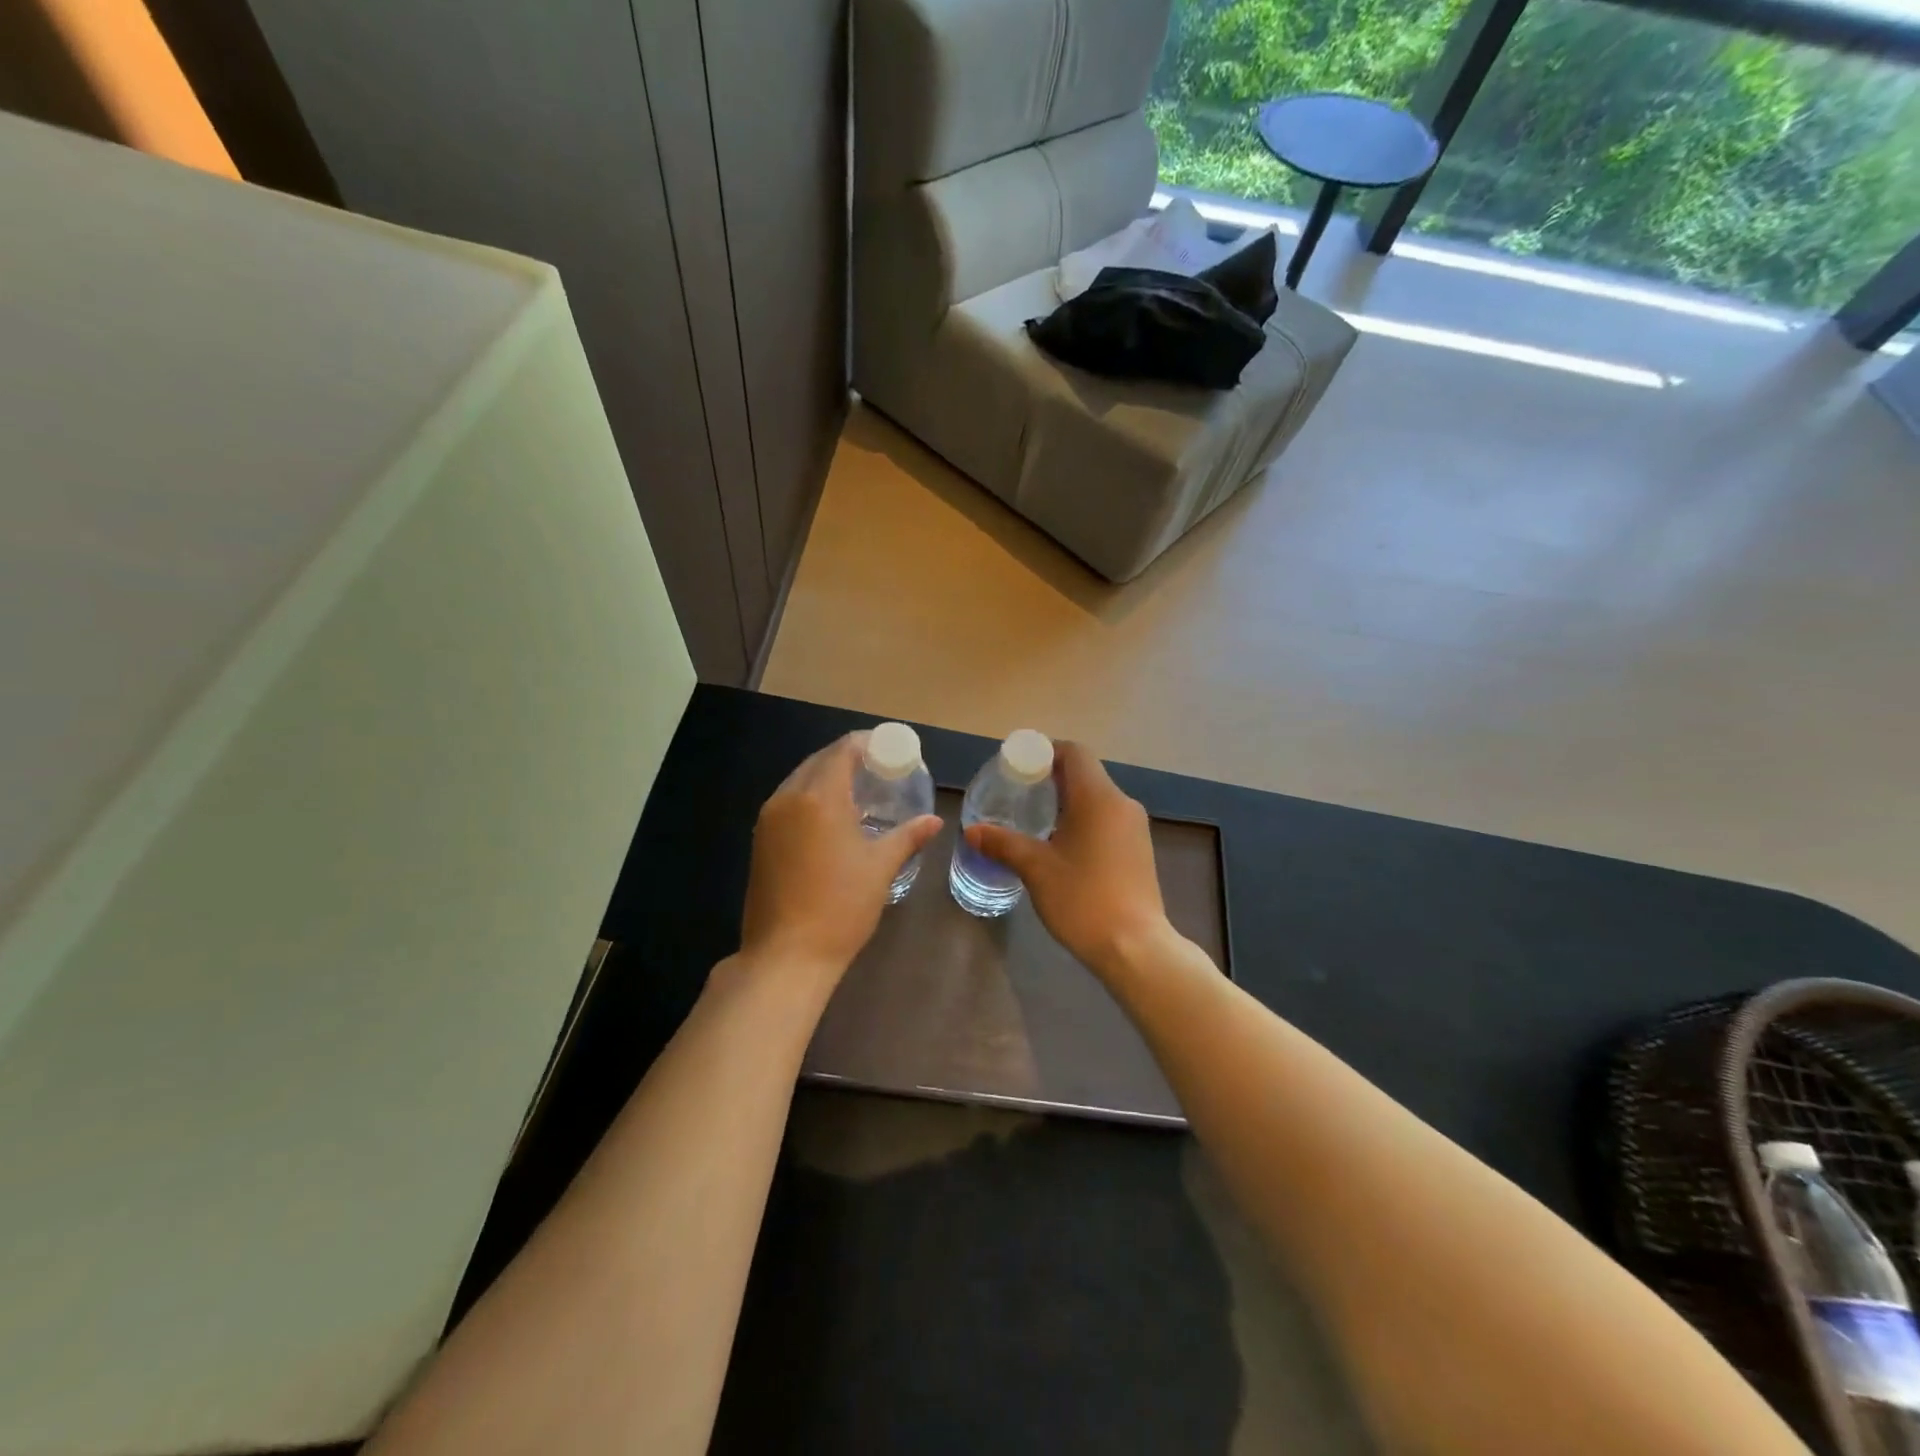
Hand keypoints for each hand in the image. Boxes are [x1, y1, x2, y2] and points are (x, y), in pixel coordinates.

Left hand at [738, 733, 941, 986]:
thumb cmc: (840, 907)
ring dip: (827, 776)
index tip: (889, 748)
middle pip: (819, 761)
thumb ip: (908, 836)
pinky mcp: (760, 840)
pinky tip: (832, 816)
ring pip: (800, 780)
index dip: (866, 743)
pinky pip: (788, 802)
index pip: (842, 751)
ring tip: (859, 789)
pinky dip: (811, 797)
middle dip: (847, 758)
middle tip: (878, 767)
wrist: (786, 956)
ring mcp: (768, 819)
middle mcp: (788, 798)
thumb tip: (934, 821)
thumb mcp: (881, 868)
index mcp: (819, 797)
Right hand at [964, 742, 1173, 976]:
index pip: (1074, 753)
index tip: (1018, 768)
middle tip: (1018, 795)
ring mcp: (1135, 827)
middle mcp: (1122, 804)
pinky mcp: (1139, 849)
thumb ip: (1003, 843)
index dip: (1045, 752)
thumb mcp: (1036, 869)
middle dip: (1051, 778)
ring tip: (1035, 821)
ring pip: (1097, 798)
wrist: (1136, 948)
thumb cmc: (1084, 899)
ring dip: (1067, 801)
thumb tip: (972, 830)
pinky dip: (1083, 820)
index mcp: (1099, 797)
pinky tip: (1062, 846)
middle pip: (1085, 773)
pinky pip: (1107, 819)